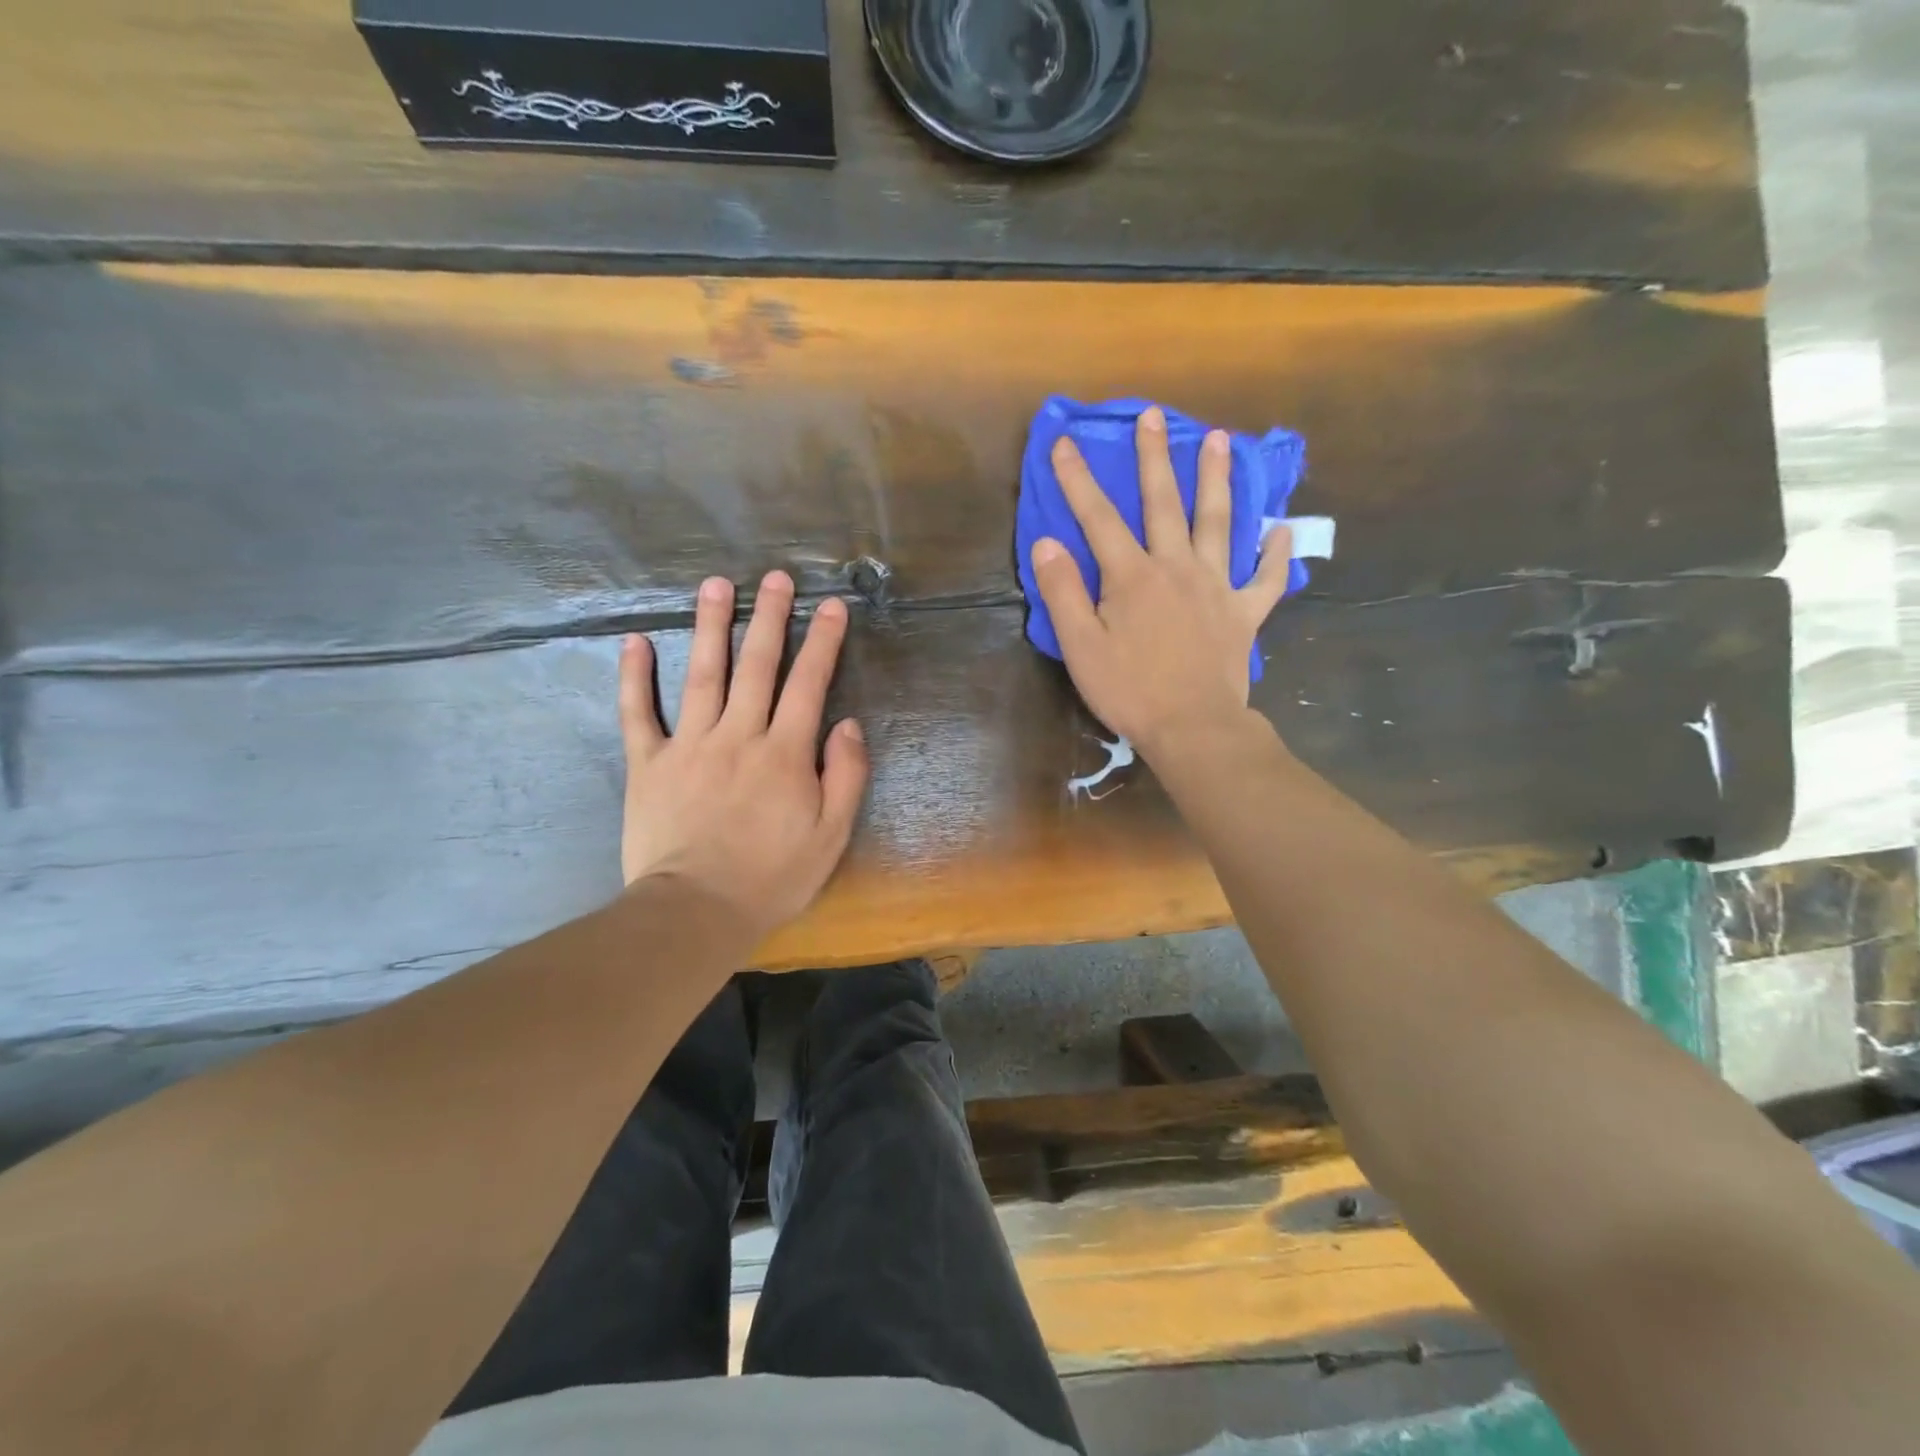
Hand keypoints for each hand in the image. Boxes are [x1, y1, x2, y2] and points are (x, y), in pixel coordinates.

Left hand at [619, 571, 867, 941]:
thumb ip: (845, 775)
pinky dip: (634, 678)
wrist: (696, 912)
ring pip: (702, 675)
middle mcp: (738, 735)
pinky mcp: (648, 764)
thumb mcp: (831, 835)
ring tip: (715, 585)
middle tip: (775, 578)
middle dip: (769, 617)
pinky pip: (638, 714)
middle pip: (756, 665)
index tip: (832, 606)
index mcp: (784, 753)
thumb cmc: (772, 877)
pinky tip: (634, 642)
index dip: (823, 642)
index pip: (808, 684)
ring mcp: (688, 745)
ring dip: (709, 627)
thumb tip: (848, 724)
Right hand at [1029, 407, 1293, 754]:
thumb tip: (1047, 543)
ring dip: (1217, 479)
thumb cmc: (1130, 691)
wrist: (1193, 727)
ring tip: (1220, 440)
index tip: (1064, 443)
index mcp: (1132, 576)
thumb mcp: (1081, 647)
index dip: (1078, 479)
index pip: (1098, 518)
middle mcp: (1176, 567)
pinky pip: (1265, 578)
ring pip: (1218, 522)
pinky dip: (1275, 554)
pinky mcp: (1244, 613)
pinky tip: (1281, 531)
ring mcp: (1216, 586)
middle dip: (1154, 457)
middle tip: (1154, 416)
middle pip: (1164, 503)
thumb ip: (1063, 592)